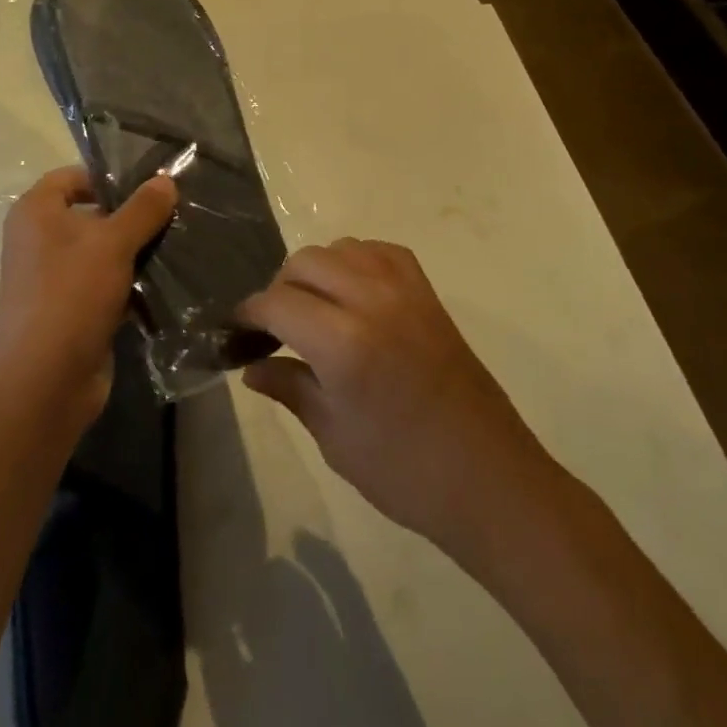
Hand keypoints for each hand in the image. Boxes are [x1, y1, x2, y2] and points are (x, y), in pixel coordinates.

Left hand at [0, 167, 176, 426]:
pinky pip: (106, 283)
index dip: (109, 176)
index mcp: (35, 212)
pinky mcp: (72, 309)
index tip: (151, 185)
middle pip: (92, 213)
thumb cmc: (71, 295)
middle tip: (176, 212)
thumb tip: (166, 179)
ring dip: (137, 249)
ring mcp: (55, 277)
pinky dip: (132, 281)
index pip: (73, 176)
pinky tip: (168, 279)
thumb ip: (142, 208)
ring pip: (103, 250)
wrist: (45, 383)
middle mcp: (40, 239)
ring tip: (180, 242)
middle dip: (133, 214)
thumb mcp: (113, 243)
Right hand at [238, 239, 557, 557]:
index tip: (237, 329)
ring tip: (314, 308)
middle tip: (276, 327)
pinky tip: (353, 291)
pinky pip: (380, 252)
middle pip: (305, 262)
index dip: (249, 313)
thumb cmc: (405, 472)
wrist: (489, 479)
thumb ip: (289, 388)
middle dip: (280, 288)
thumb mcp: (334, 437)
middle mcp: (371, 300)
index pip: (277, 303)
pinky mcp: (428, 293)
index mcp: (343, 342)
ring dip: (317, 270)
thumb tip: (251, 366)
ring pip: (341, 248)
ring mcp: (405, 290)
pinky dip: (356, 260)